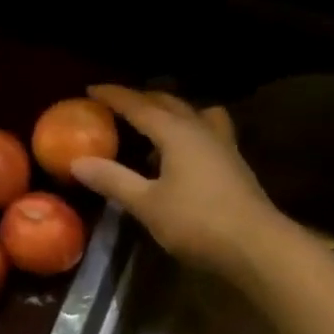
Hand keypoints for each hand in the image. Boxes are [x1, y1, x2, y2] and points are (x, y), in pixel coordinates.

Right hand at [70, 84, 281, 277]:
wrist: (255, 245)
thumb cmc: (197, 222)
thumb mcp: (147, 204)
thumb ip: (113, 180)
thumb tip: (77, 162)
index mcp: (177, 133)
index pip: (140, 106)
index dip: (115, 96)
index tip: (91, 89)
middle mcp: (201, 130)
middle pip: (169, 103)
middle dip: (142, 99)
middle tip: (118, 103)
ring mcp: (222, 145)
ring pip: (193, 114)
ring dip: (170, 111)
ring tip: (153, 123)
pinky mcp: (233, 164)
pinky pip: (205, 132)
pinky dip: (186, 131)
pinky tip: (180, 153)